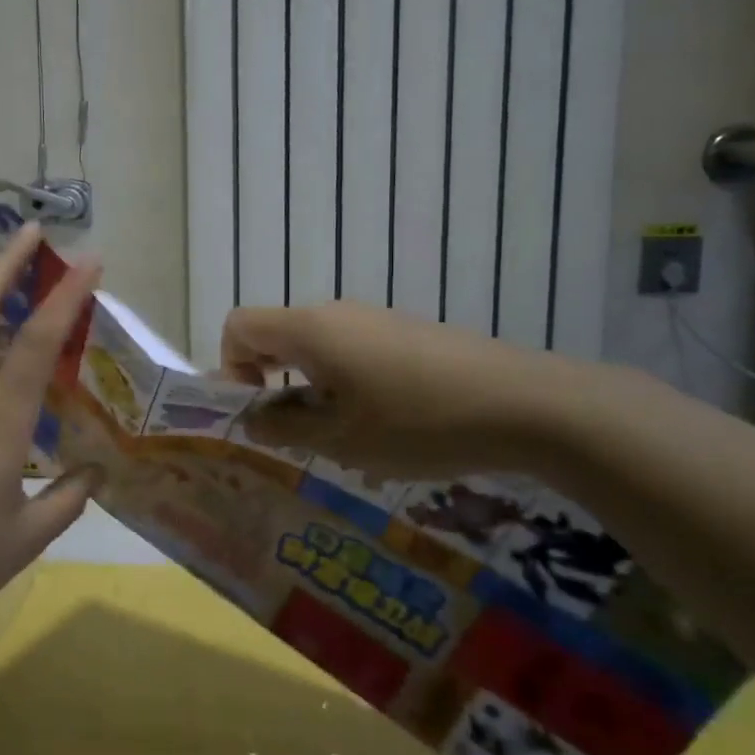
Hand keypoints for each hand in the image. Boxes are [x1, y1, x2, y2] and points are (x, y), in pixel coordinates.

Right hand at [222, 301, 592, 482]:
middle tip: (292, 434)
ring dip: (309, 386)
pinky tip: (382, 425)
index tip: (256, 412)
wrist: (525, 403)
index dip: (230, 366)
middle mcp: (336, 314)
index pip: (239, 325)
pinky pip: (353, 350)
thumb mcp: (341, 439)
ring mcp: (376, 320)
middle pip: (276, 334)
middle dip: (269, 381)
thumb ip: (284, 427)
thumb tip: (252, 419)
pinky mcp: (407, 333)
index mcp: (310, 330)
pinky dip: (344, 382)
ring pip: (317, 346)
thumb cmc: (417, 422)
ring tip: (340, 437)